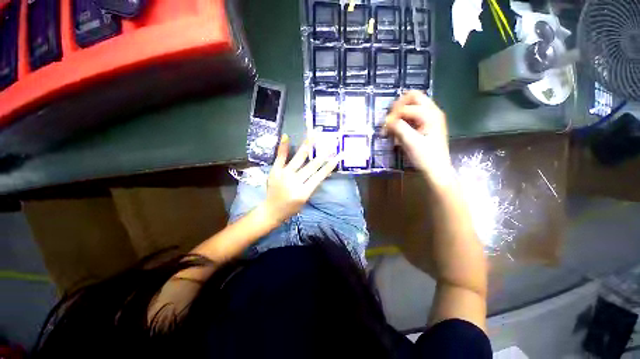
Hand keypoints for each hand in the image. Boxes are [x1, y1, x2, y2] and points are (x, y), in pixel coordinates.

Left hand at [262, 134, 340, 223]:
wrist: (271, 211)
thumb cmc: (290, 208)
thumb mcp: (305, 200)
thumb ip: (312, 186)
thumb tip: (322, 172)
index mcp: (303, 192)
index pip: (319, 176)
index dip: (329, 166)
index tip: (337, 157)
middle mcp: (294, 181)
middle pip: (312, 166)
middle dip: (323, 155)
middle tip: (331, 145)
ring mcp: (283, 175)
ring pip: (298, 158)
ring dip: (307, 146)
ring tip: (313, 135)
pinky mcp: (275, 171)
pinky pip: (280, 158)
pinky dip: (284, 147)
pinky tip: (287, 136)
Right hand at [385, 91, 454, 184]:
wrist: (436, 170)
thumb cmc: (425, 157)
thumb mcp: (411, 143)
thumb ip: (399, 128)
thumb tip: (387, 121)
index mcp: (430, 115)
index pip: (406, 107)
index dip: (393, 116)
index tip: (385, 128)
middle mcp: (432, 111)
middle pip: (413, 97)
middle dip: (398, 106)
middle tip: (389, 118)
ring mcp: (431, 117)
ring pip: (413, 104)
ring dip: (401, 111)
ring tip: (393, 124)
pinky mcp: (427, 124)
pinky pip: (414, 114)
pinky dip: (404, 118)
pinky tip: (399, 128)